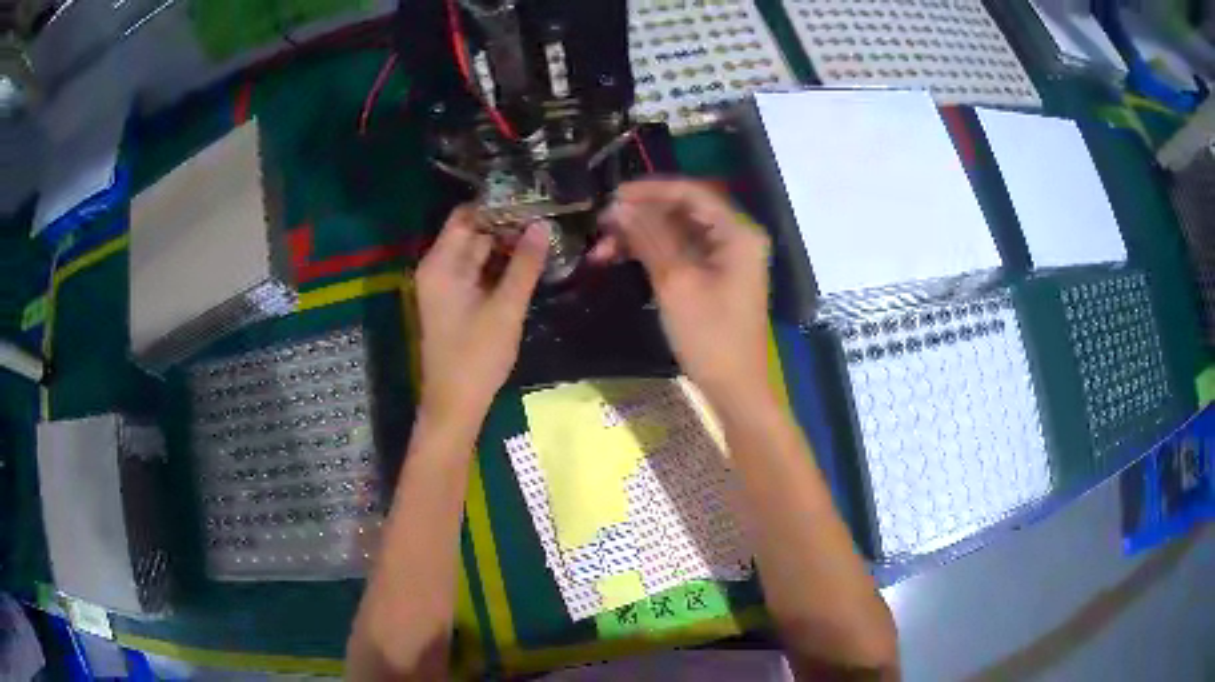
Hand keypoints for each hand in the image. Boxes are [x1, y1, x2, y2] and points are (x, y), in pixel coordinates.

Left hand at [415, 206, 548, 417]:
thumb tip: (542, 225)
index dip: (496, 204)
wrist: (456, 404)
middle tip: (546, 213)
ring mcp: (446, 287)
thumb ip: (524, 265)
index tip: (531, 196)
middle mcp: (439, 269)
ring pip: (478, 254)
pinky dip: (500, 267)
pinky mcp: (456, 303)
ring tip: (544, 233)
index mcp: (440, 264)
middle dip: (507, 224)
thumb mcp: (506, 307)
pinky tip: (529, 261)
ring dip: (506, 246)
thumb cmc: (476, 356)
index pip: (465, 216)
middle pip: (472, 233)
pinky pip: (478, 274)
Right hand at [594, 179, 772, 405]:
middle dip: (641, 215)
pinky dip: (653, 253)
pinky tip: (622, 258)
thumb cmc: (710, 337)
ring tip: (603, 247)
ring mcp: (727, 258)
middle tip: (602, 224)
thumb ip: (648, 238)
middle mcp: (736, 237)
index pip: (691, 193)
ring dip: (642, 236)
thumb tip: (619, 206)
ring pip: (678, 232)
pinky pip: (681, 252)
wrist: (734, 389)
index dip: (650, 190)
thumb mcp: (676, 283)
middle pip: (684, 211)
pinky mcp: (716, 276)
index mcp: (737, 233)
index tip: (612, 196)